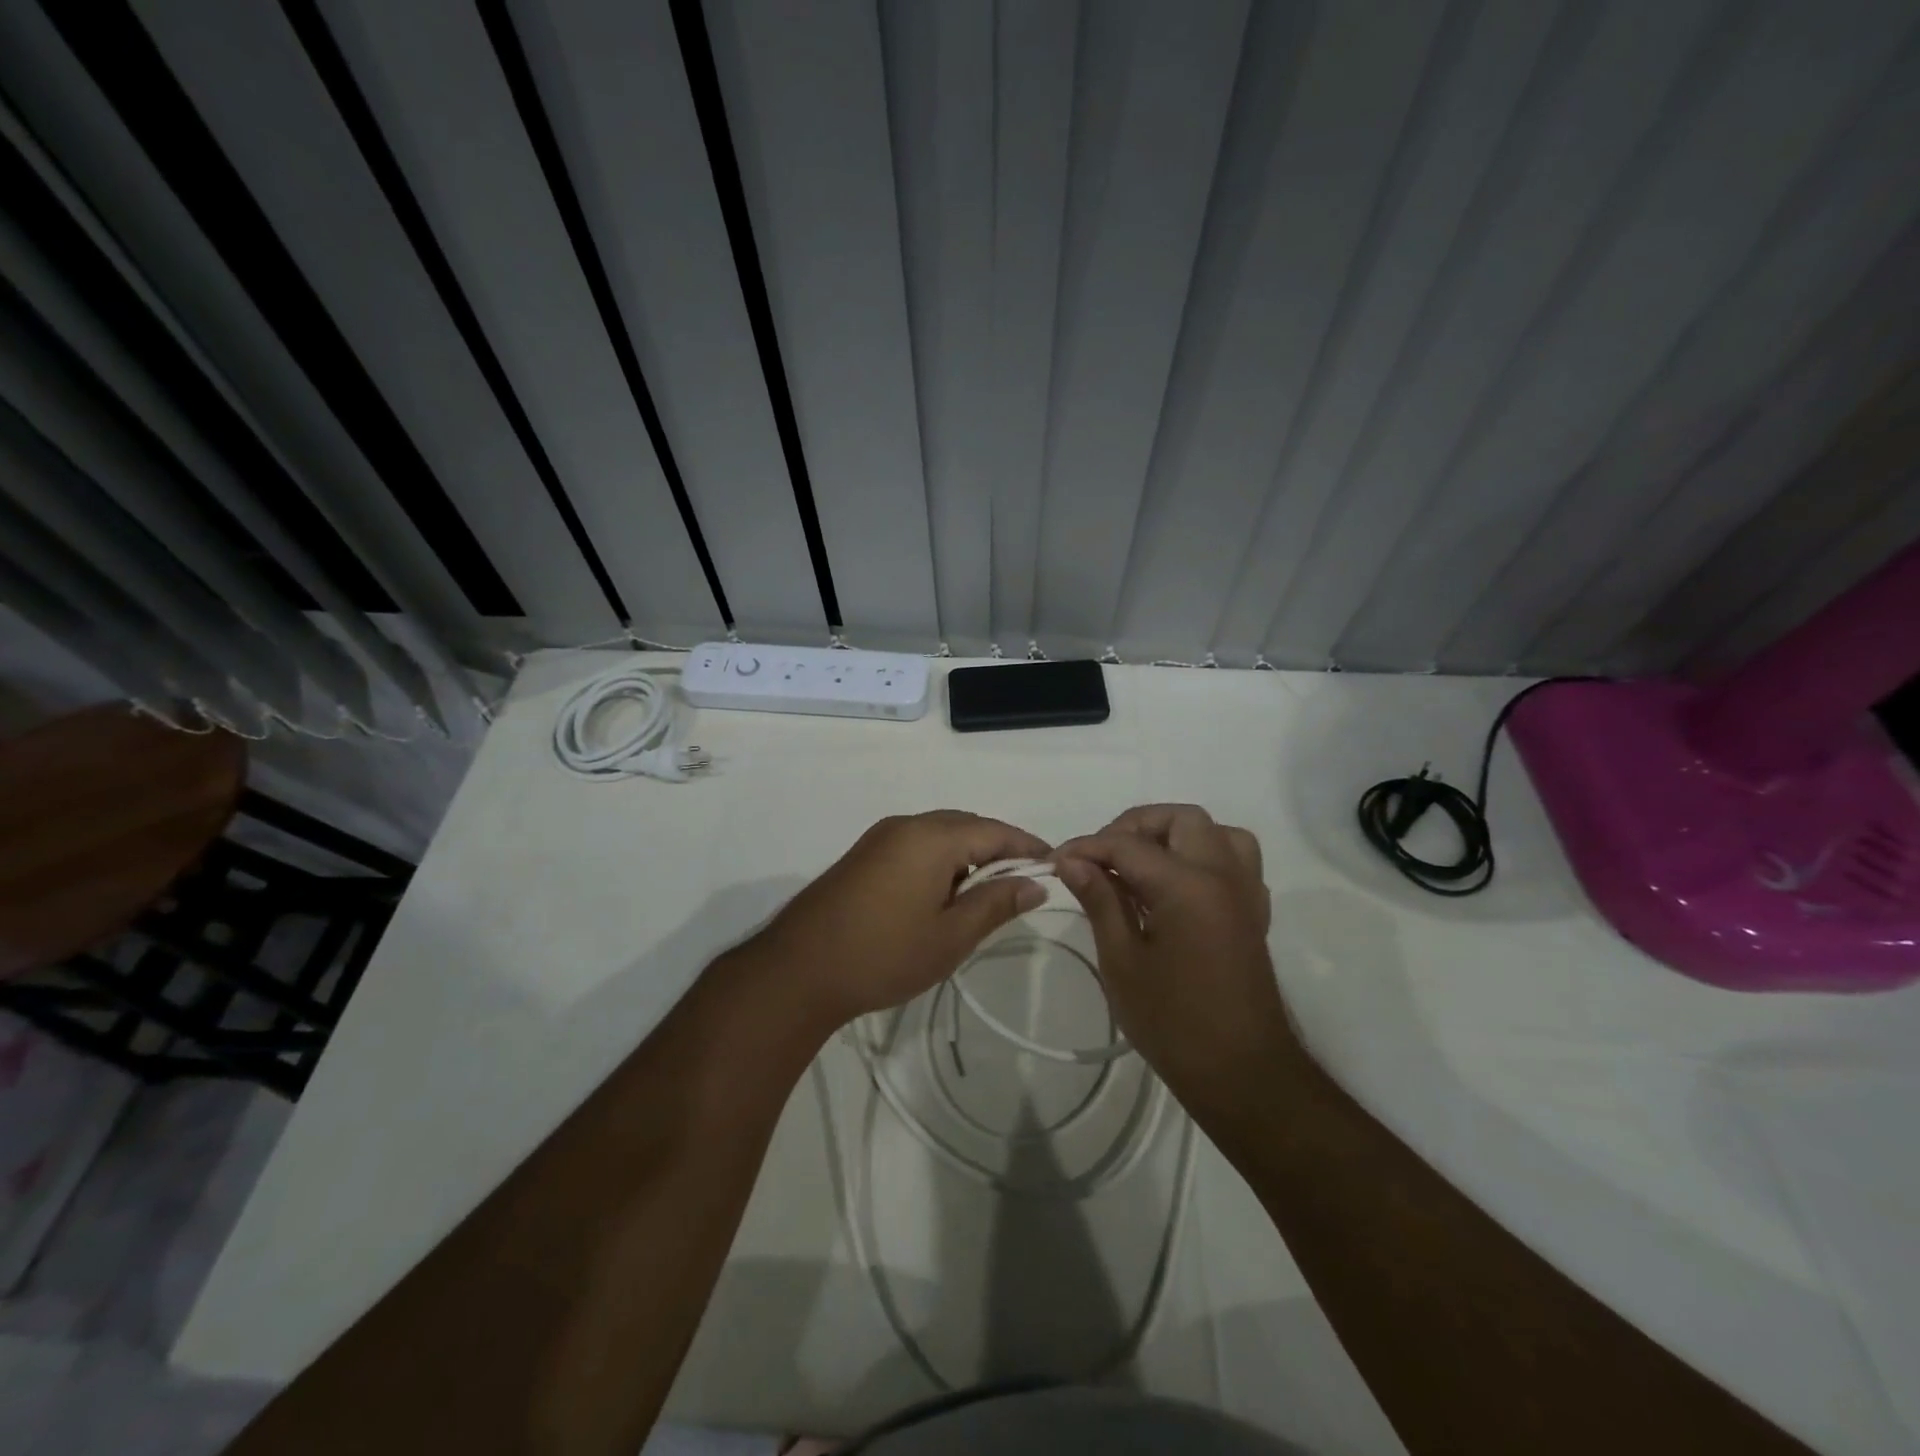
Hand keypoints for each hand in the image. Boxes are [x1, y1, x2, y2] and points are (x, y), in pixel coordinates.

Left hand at [749, 810, 1050, 1029]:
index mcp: (931, 837)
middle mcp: (906, 825)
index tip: (1054, 864)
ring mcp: (880, 838)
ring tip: (987, 892)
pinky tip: (945, 893)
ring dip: (968, 855)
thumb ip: (996, 904)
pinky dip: (941, 860)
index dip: (1027, 845)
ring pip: (939, 834)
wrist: (799, 969)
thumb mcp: (951, 935)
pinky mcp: (864, 855)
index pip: (994, 830)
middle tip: (1023, 881)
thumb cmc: (884, 954)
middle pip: (966, 826)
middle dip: (998, 848)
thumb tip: (1036, 883)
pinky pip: (916, 845)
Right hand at [1054, 805, 1295, 1111]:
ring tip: (1142, 866)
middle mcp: (1223, 875)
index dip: (1087, 847)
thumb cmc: (1173, 1022)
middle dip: (1134, 827)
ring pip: (1215, 833)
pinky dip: (1202, 857)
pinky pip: (1233, 860)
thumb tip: (1072, 861)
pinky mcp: (1254, 912)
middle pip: (1180, 819)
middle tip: (1102, 859)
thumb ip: (1100, 900)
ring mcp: (1245, 892)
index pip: (1127, 844)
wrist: (1242, 1074)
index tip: (1056, 860)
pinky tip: (1175, 888)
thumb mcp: (1122, 961)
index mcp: (1187, 885)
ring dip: (1175, 836)